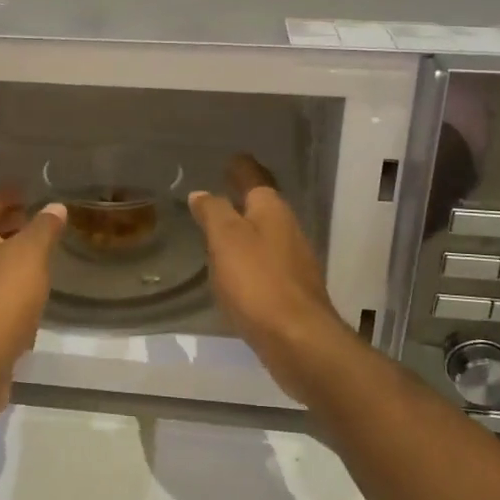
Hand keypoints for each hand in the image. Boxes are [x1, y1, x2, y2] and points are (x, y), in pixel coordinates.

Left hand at [0, 191, 65, 418]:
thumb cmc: (0, 299)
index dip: (15, 193)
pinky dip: (10, 280)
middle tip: (48, 220)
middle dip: (16, 222)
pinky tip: (32, 289)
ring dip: (14, 252)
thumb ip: (44, 227)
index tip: (40, 191)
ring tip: (46, 251)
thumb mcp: (30, 255)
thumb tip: (55, 207)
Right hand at [188, 156, 349, 402]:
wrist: (297, 340)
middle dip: (243, 199)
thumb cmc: (257, 281)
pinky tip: (235, 271)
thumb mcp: (226, 239)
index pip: (254, 178)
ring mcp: (294, 261)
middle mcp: (288, 229)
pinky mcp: (292, 290)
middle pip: (263, 206)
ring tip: (220, 230)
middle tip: (217, 193)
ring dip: (245, 230)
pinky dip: (249, 259)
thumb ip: (213, 212)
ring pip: (265, 235)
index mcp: (272, 210)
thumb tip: (202, 193)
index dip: (240, 168)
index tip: (229, 159)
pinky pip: (265, 264)